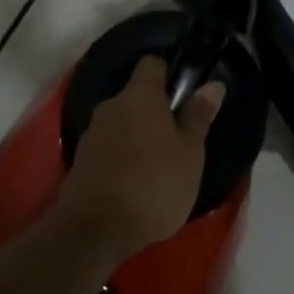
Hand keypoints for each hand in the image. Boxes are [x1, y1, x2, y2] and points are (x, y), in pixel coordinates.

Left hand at [55, 56, 225, 259]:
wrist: (94, 230)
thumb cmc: (154, 185)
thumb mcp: (190, 153)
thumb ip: (198, 116)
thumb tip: (212, 84)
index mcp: (139, 96)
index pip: (152, 63)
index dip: (169, 72)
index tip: (185, 94)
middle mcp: (111, 105)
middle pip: (136, 95)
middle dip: (155, 110)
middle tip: (178, 137)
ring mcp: (91, 133)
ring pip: (121, 122)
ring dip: (138, 135)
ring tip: (159, 163)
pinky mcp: (80, 160)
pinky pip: (108, 146)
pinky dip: (122, 155)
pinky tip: (135, 180)